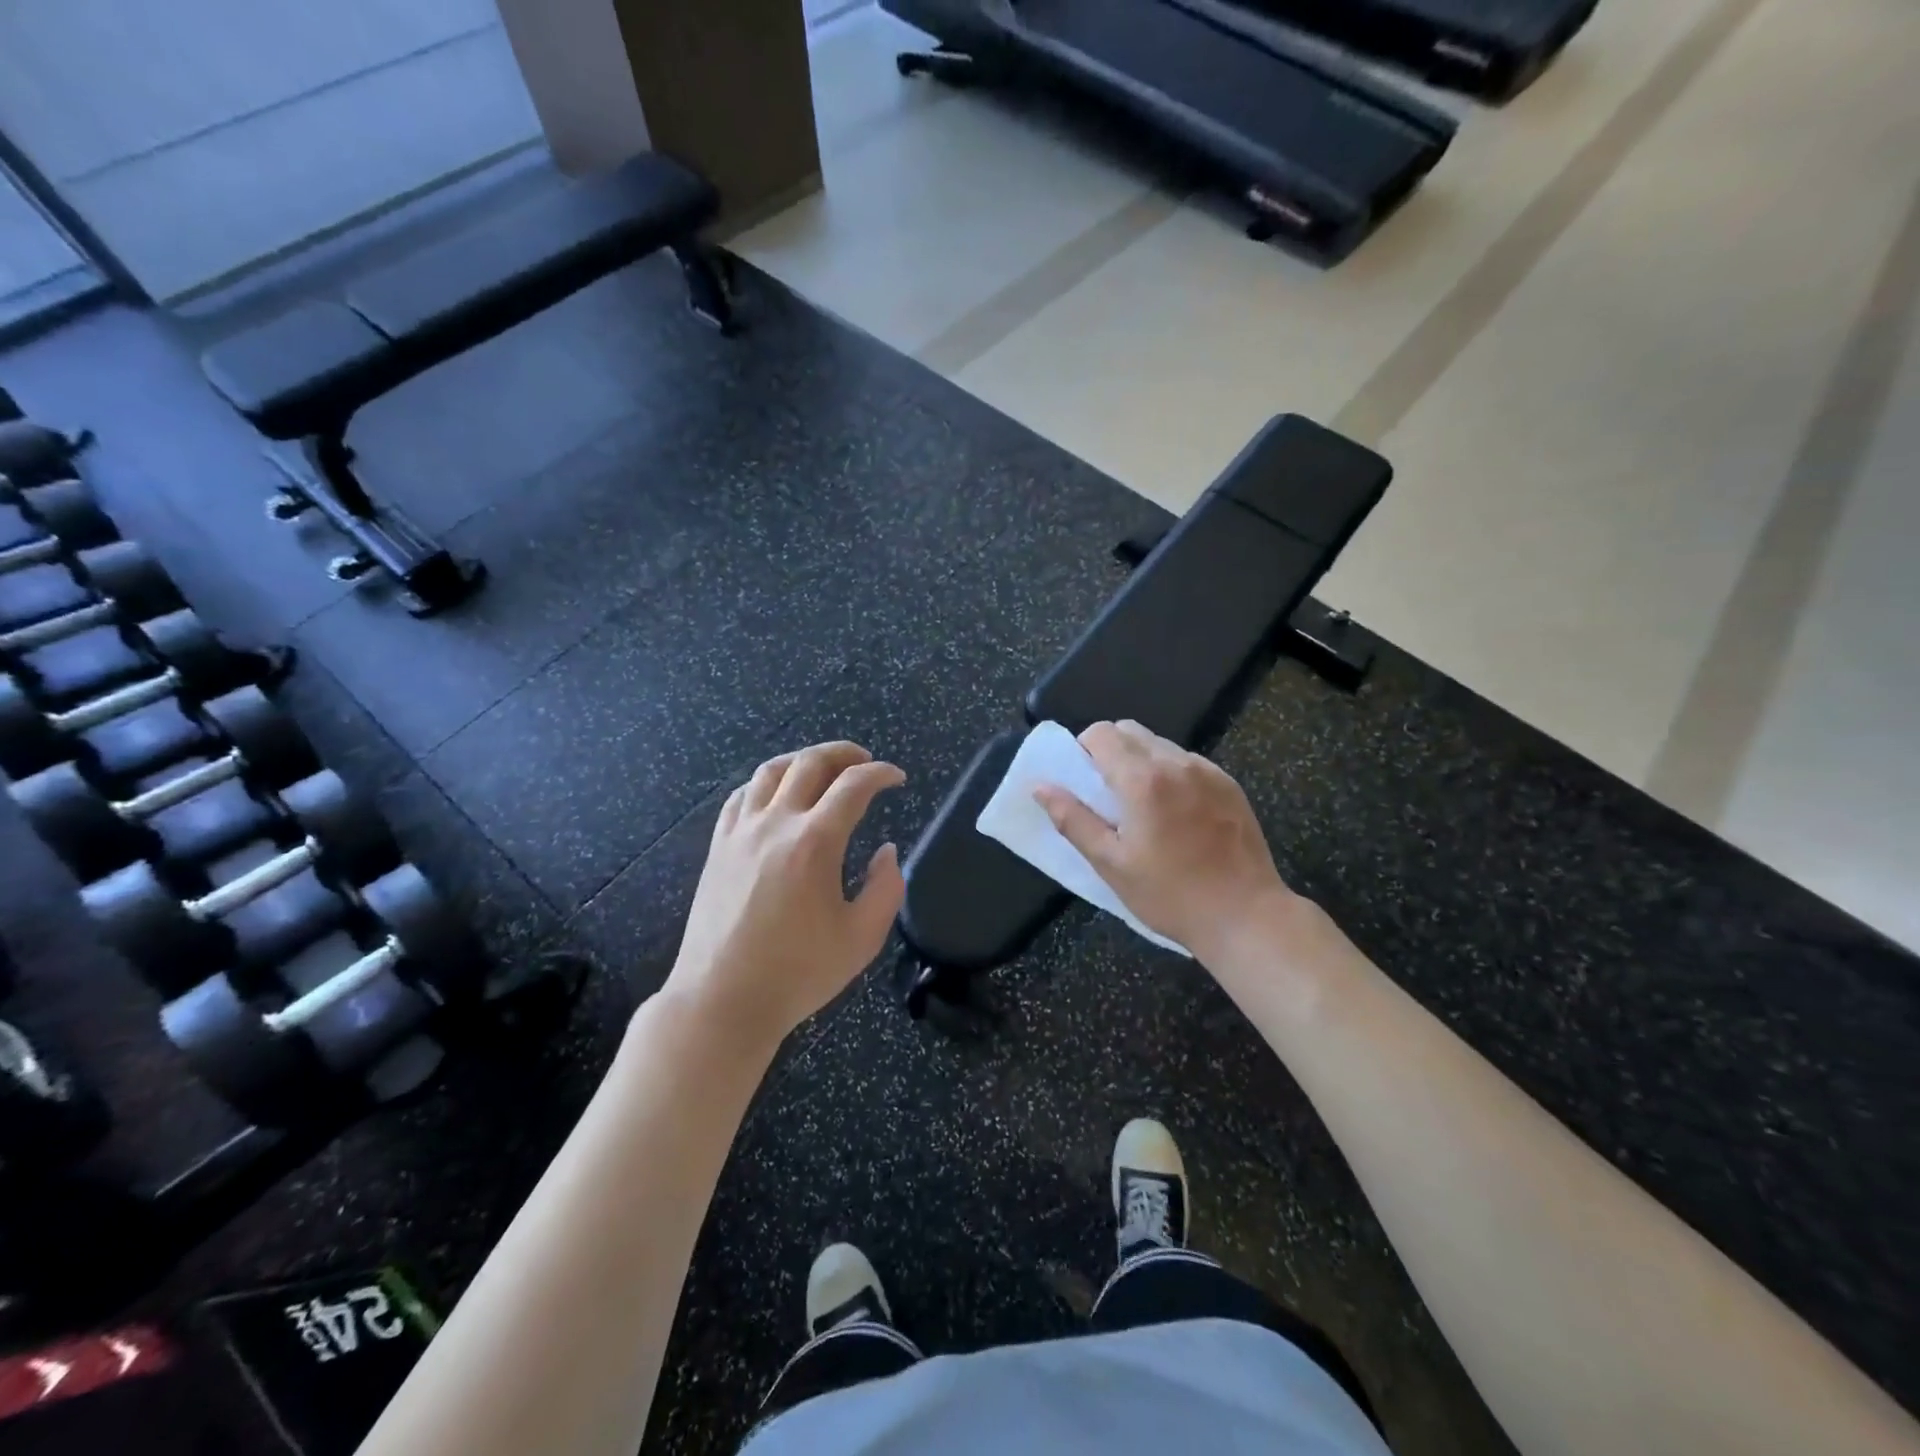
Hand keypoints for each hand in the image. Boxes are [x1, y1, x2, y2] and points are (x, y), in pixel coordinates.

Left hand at [664, 742, 905, 1057]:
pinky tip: (775, 797)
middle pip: (810, 763)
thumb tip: (886, 851)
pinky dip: (765, 784)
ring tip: (823, 770)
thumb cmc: (797, 973)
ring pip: (771, 771)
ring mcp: (740, 832)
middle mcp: (775, 823)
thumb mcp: (862, 938)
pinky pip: (740, 796)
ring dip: (803, 761)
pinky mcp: (718, 847)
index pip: (853, 785)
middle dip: (844, 754)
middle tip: (865, 762)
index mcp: (814, 842)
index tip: (897, 778)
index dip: (881, 773)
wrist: (722, 1000)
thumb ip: (886, 888)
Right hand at [1033, 721, 1292, 963]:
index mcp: (1143, 780)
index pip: (1102, 733)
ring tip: (1143, 808)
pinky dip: (1170, 774)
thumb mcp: (1111, 863)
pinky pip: (1188, 762)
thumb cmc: (1169, 895)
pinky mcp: (1230, 785)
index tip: (1083, 783)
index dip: (1083, 750)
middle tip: (1107, 796)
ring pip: (1160, 745)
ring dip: (1141, 761)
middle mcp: (1177, 763)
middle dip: (1110, 752)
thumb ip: (1072, 819)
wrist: (1245, 916)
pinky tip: (1176, 815)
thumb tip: (1041, 787)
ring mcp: (1208, 771)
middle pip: (1130, 731)